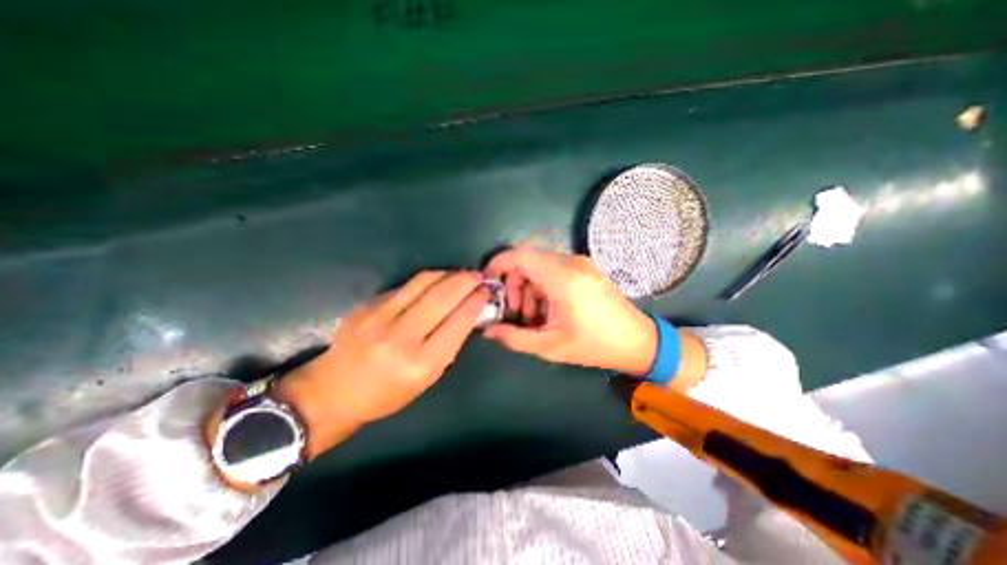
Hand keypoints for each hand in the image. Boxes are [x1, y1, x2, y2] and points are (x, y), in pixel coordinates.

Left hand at [262, 271, 487, 461]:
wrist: (332, 391)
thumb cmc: (387, 394)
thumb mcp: (427, 379)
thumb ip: (449, 345)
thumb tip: (466, 314)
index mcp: (421, 363)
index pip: (458, 322)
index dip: (476, 302)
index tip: (486, 291)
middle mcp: (401, 337)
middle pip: (442, 297)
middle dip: (466, 281)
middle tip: (478, 276)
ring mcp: (380, 318)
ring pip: (423, 283)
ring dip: (448, 274)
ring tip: (460, 274)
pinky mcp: (367, 306)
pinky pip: (405, 286)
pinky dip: (426, 281)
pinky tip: (435, 282)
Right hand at [480, 247, 661, 375]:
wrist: (638, 342)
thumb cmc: (595, 345)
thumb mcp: (550, 346)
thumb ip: (514, 338)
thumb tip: (487, 330)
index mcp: (562, 278)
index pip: (520, 255)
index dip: (498, 264)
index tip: (488, 282)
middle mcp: (571, 263)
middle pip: (528, 262)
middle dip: (515, 286)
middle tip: (517, 315)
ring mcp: (580, 264)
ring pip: (540, 267)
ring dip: (529, 290)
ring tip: (535, 318)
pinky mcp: (585, 269)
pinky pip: (554, 271)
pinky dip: (543, 288)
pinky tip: (550, 310)